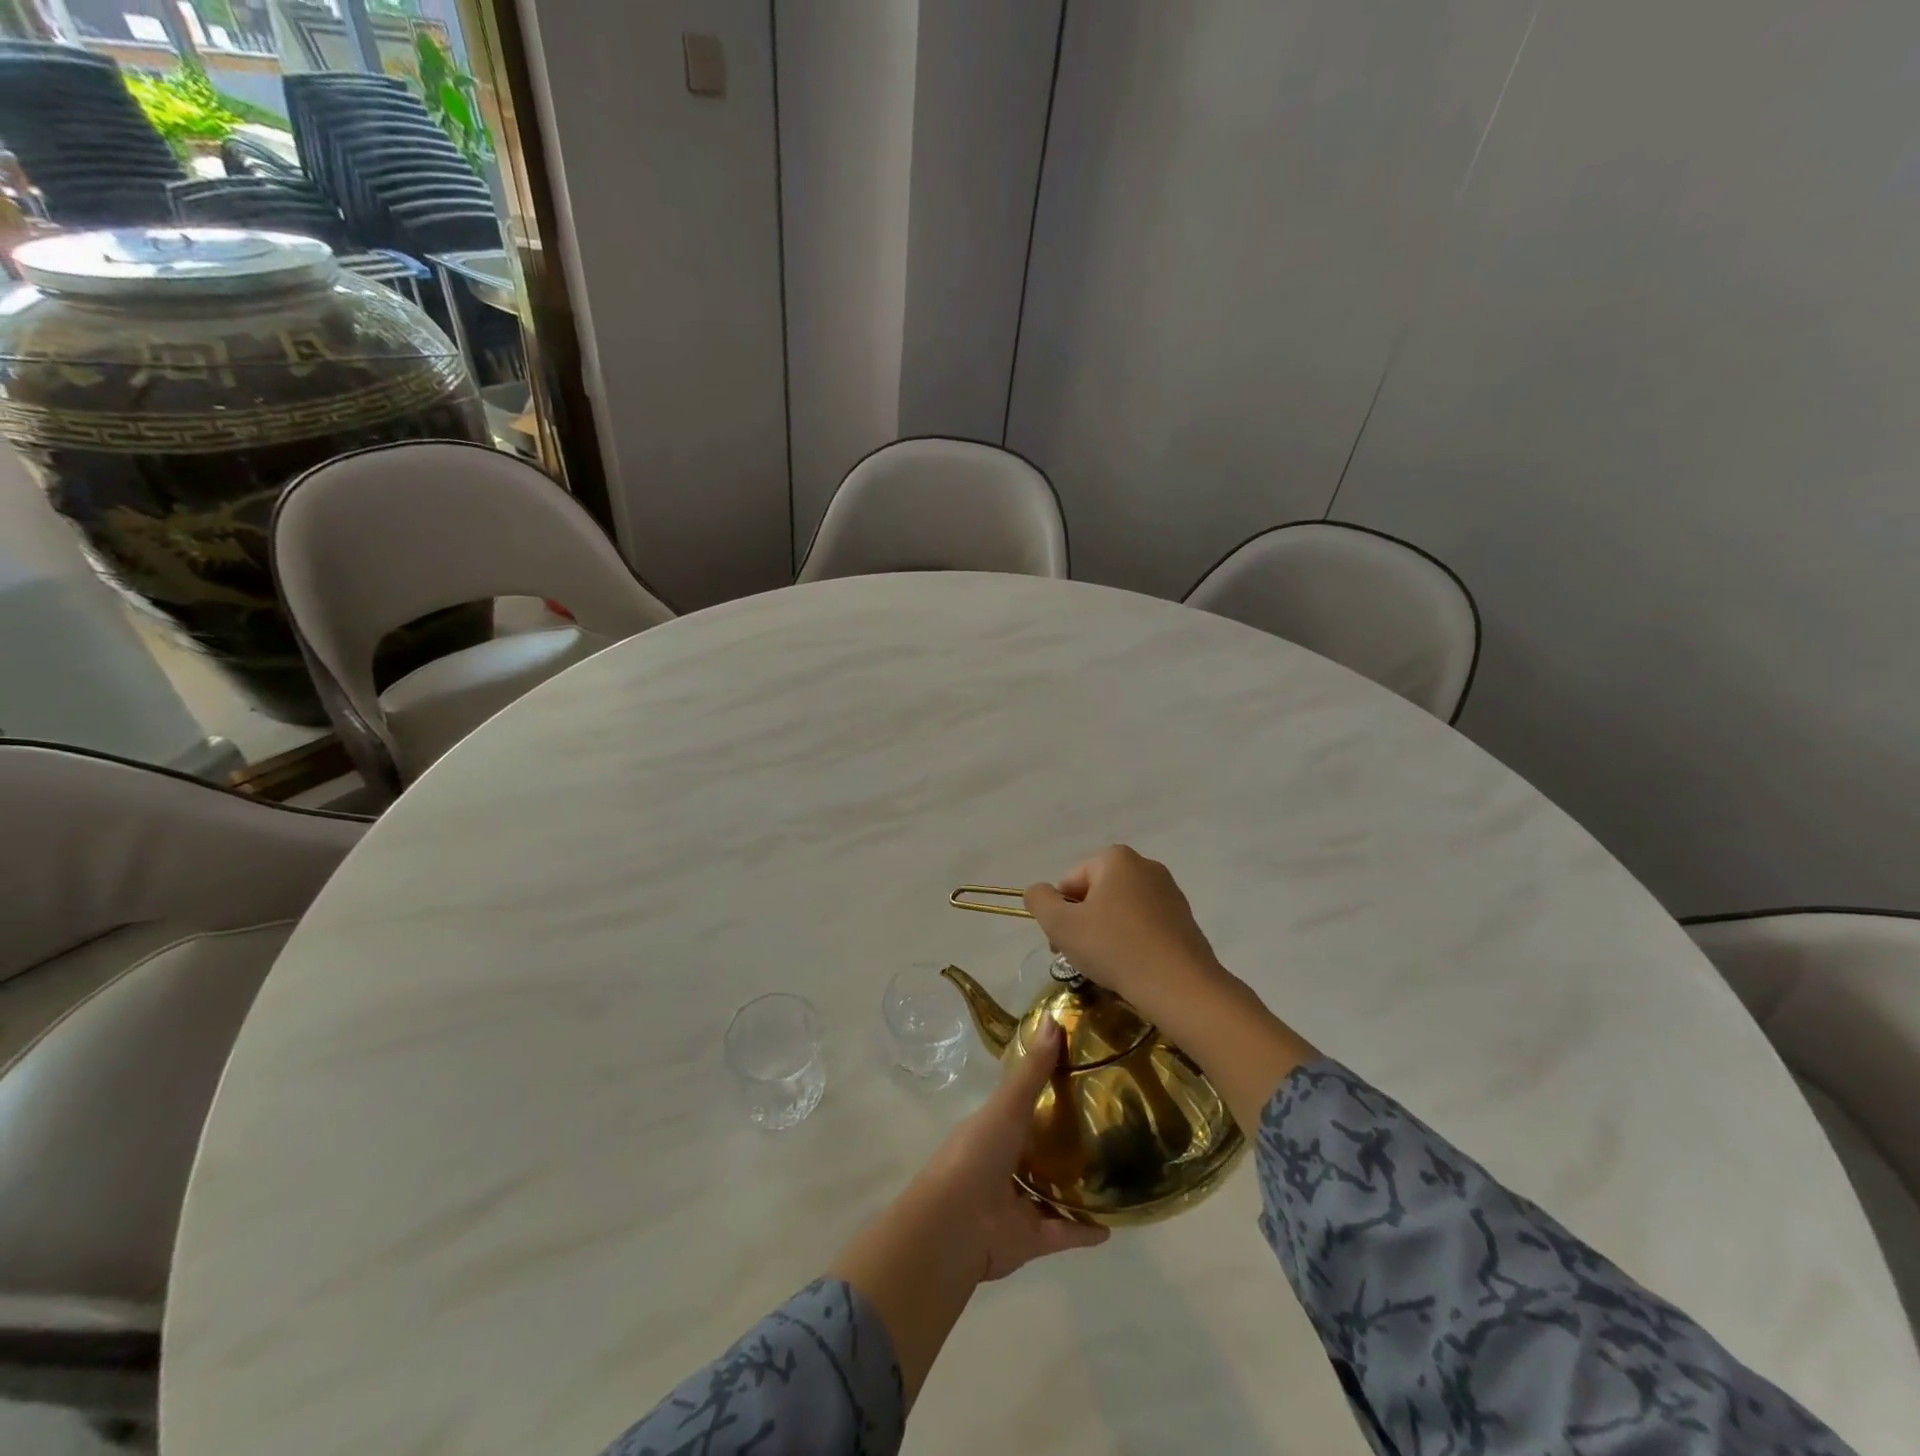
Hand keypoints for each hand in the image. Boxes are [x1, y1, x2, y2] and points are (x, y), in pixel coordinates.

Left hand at [916, 1017, 1109, 1279]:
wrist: (956, 1224)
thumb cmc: (978, 1154)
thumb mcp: (1008, 1105)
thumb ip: (1033, 1069)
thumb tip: (1051, 1017)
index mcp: (992, 1131)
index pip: (1021, 1109)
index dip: (1046, 1096)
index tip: (1079, 1081)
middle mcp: (1002, 1166)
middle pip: (1036, 1152)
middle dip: (1062, 1144)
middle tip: (1105, 1130)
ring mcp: (1014, 1205)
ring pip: (1049, 1194)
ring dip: (1074, 1189)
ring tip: (1112, 1176)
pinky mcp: (1029, 1240)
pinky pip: (1062, 1233)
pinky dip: (1084, 1232)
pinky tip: (1112, 1226)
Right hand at [1023, 845, 1229, 1019]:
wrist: (1180, 986)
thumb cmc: (1114, 948)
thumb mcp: (1061, 925)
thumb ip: (1039, 901)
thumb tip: (1037, 891)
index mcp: (1116, 858)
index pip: (1070, 882)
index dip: (1060, 914)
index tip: (1063, 944)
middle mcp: (1145, 866)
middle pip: (1096, 894)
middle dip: (1083, 923)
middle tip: (1081, 957)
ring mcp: (1169, 892)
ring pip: (1120, 911)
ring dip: (1106, 934)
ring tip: (1108, 966)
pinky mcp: (1184, 919)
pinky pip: (1144, 926)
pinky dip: (1132, 942)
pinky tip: (1133, 967)